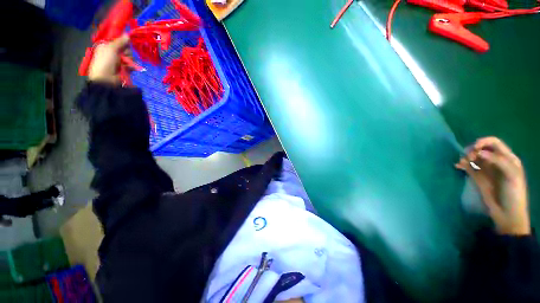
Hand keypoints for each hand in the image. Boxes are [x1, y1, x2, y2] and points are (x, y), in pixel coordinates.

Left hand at [88, 35, 129, 83]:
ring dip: (129, 60)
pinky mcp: (125, 68)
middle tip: (123, 55)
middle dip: (127, 52)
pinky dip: (132, 66)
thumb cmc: (105, 62)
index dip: (123, 41)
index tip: (126, 42)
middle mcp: (113, 52)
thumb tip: (127, 34)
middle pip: (125, 48)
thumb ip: (120, 41)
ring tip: (125, 64)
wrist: (106, 79)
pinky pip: (132, 64)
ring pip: (130, 56)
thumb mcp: (111, 49)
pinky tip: (129, 68)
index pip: (118, 40)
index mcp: (107, 46)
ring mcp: (119, 60)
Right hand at [456, 137, 529, 235]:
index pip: (494, 143)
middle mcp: (496, 161)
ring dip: (466, 157)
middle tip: (468, 157)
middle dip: (473, 150)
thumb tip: (479, 152)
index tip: (475, 148)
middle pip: (482, 149)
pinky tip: (457, 166)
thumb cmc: (513, 193)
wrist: (507, 214)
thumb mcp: (511, 175)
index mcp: (508, 158)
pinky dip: (462, 164)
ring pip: (474, 157)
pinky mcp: (477, 177)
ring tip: (462, 163)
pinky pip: (468, 167)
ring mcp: (486, 170)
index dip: (484, 142)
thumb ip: (498, 161)